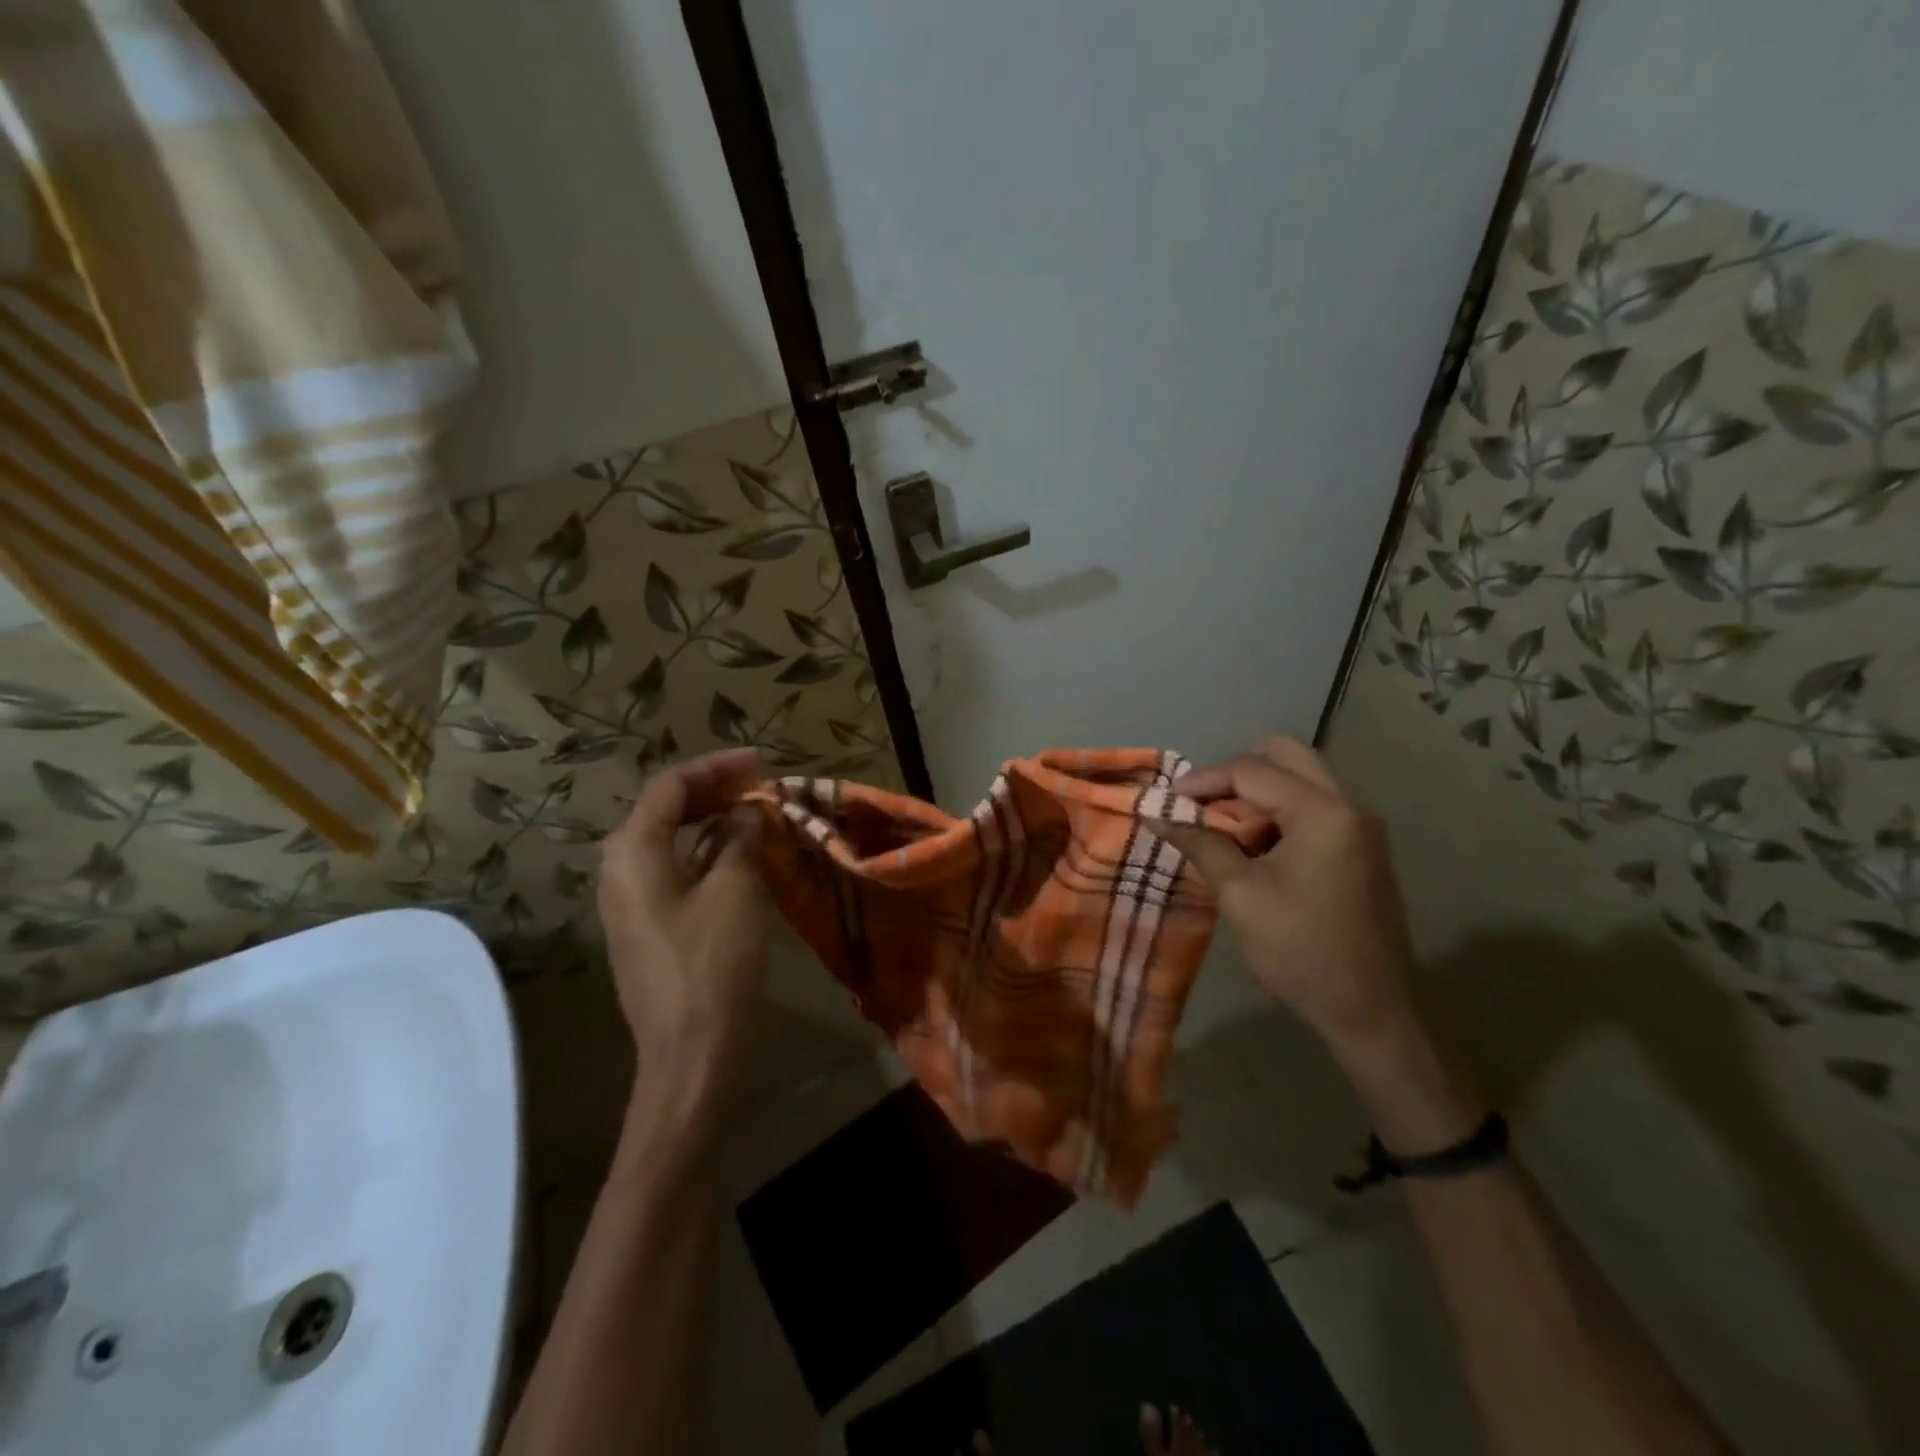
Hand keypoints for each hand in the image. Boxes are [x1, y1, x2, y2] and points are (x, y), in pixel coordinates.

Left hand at [597, 748, 768, 1120]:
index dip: (715, 766)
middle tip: (759, 784)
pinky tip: (737, 853)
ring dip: (710, 820)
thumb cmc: (712, 966)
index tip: (760, 761)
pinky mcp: (646, 925)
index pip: (669, 786)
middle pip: (663, 809)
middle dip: (712, 790)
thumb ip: (740, 838)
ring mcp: (628, 900)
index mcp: (632, 852)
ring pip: (669, 839)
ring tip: (753, 811)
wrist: (690, 1054)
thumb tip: (748, 811)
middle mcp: (619, 869)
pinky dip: (705, 851)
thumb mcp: (736, 891)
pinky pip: (673, 869)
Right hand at [1158, 737, 1418, 1058]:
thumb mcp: (1239, 894)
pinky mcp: (1362, 846)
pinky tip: (1255, 845)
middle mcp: (1349, 804)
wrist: (1370, 1011)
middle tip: (1203, 804)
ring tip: (1223, 826)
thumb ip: (1200, 843)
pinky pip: (1315, 803)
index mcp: (1322, 812)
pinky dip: (1279, 809)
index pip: (1251, 771)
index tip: (1167, 801)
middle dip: (1236, 772)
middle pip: (1285, 755)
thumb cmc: (1299, 951)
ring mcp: (1361, 825)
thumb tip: (1156, 813)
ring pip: (1302, 776)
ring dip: (1259, 790)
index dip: (1202, 781)